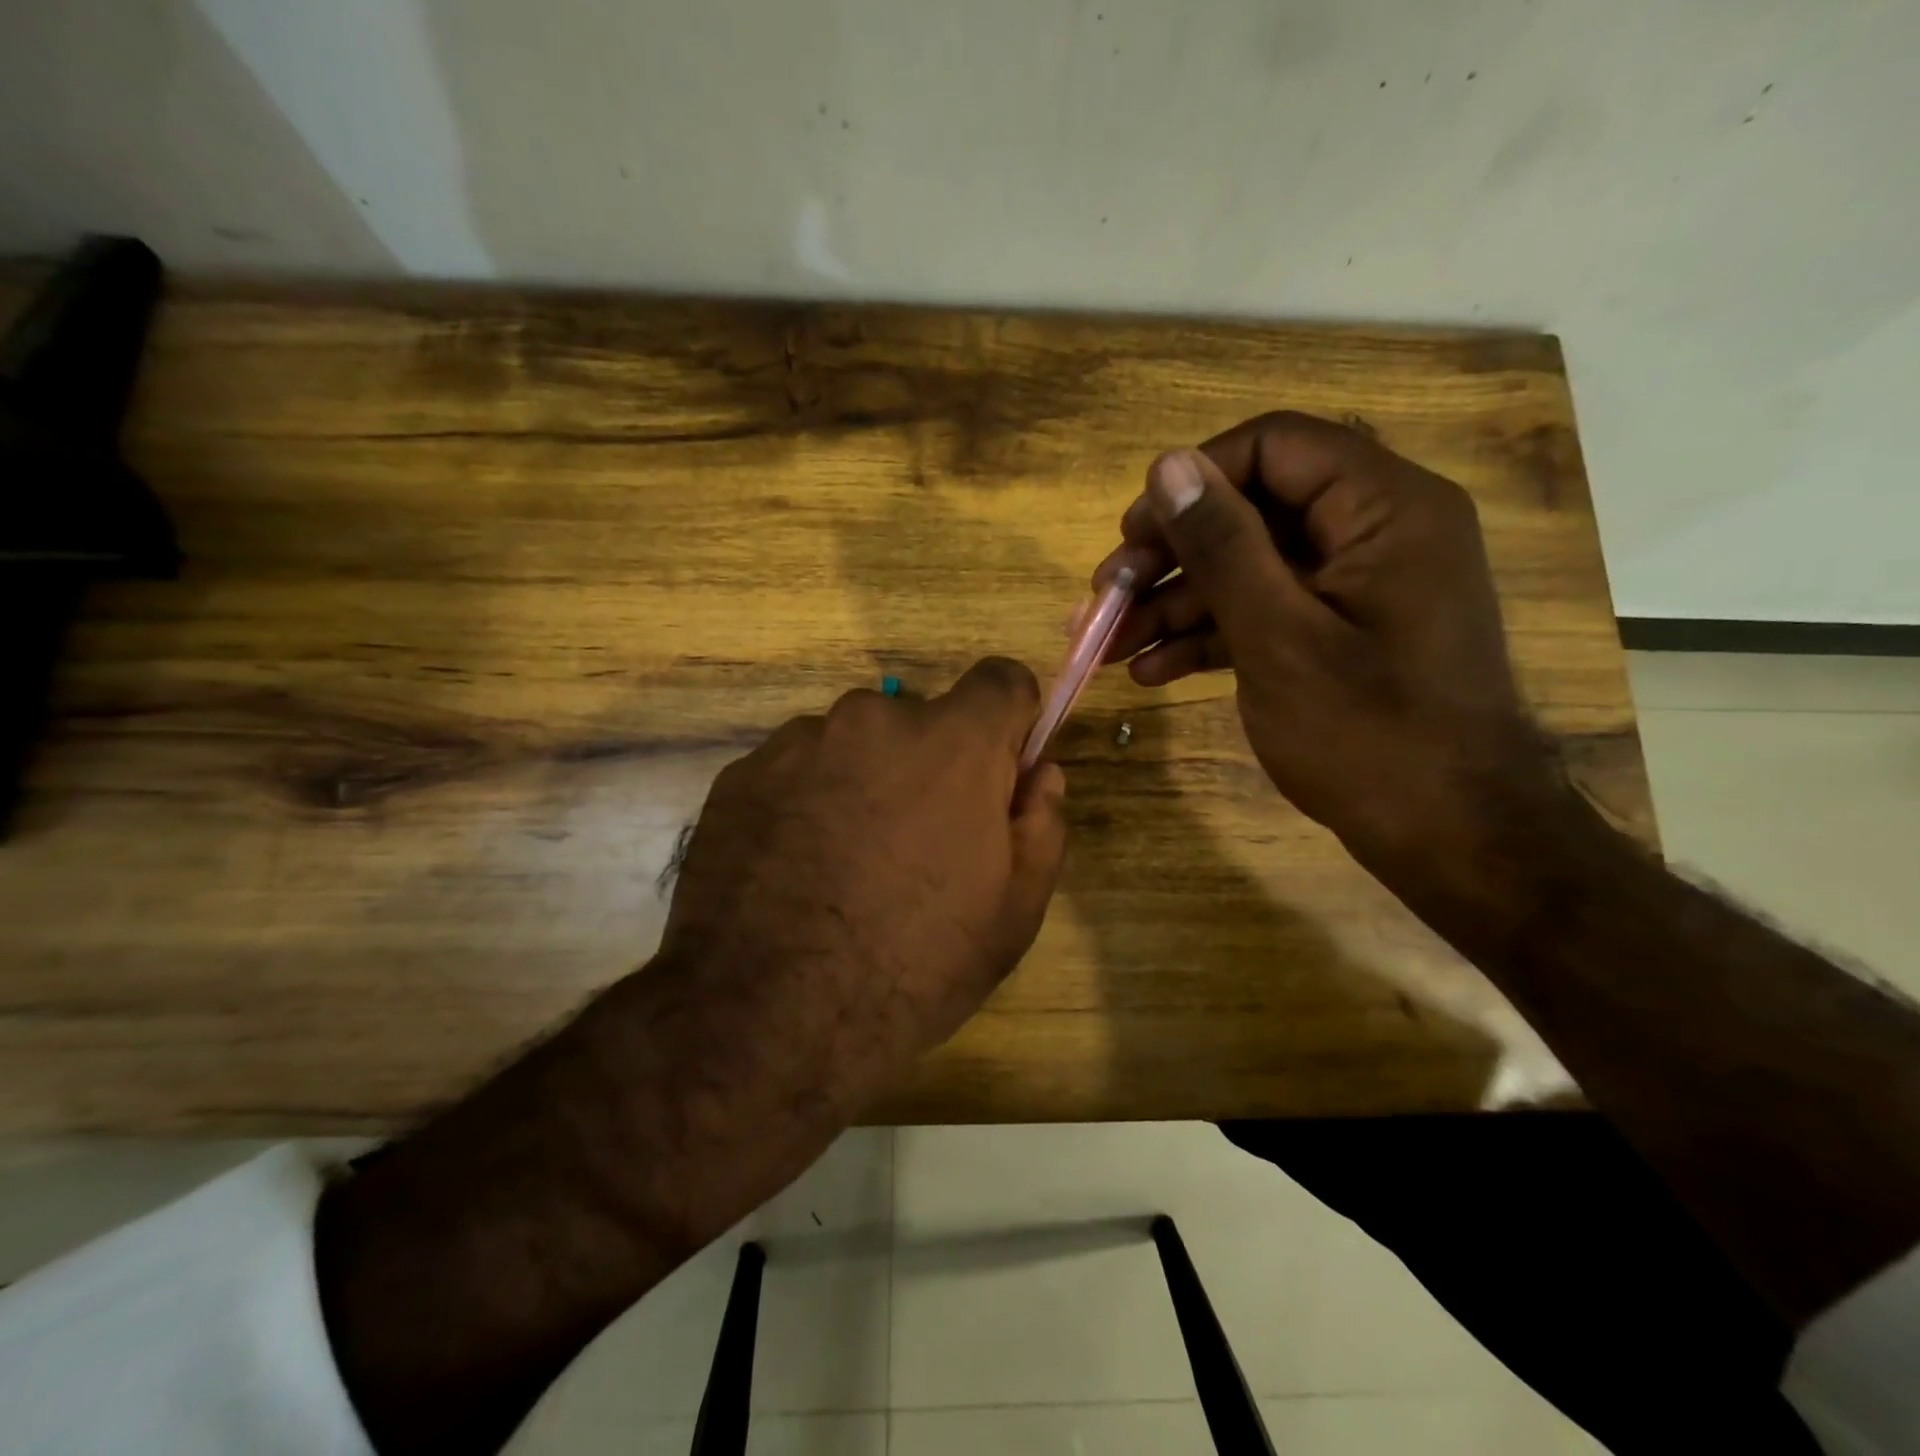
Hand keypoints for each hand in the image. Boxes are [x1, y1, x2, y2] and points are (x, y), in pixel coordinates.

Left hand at [656, 655, 1067, 1119]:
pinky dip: (808, 801)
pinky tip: (795, 870)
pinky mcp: (741, 773)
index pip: (1001, 680)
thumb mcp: (1013, 911)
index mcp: (952, 742)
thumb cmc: (913, 966)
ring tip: (846, 864)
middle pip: (921, 719)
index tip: (999, 770)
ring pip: (855, 744)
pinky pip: (798, 770)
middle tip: (916, 844)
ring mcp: (798, 742)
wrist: (765, 1018)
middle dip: (930, 765)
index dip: (1009, 721)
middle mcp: (873, 718)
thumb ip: (1042, 824)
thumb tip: (1040, 773)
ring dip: (864, 782)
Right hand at [1095, 411, 1562, 886]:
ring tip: (1111, 644)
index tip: (1132, 533)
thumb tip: (1169, 465)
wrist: (1452, 837)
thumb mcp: (1279, 638)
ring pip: (1250, 568)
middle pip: (1253, 511)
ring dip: (1176, 603)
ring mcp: (1356, 587)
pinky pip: (1266, 612)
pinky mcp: (1339, 633)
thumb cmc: (1370, 737)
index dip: (1194, 480)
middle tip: (1107, 595)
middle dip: (1172, 555)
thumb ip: (1223, 547)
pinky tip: (1152, 672)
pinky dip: (1210, 637)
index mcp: (1383, 509)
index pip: (1274, 447)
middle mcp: (1374, 532)